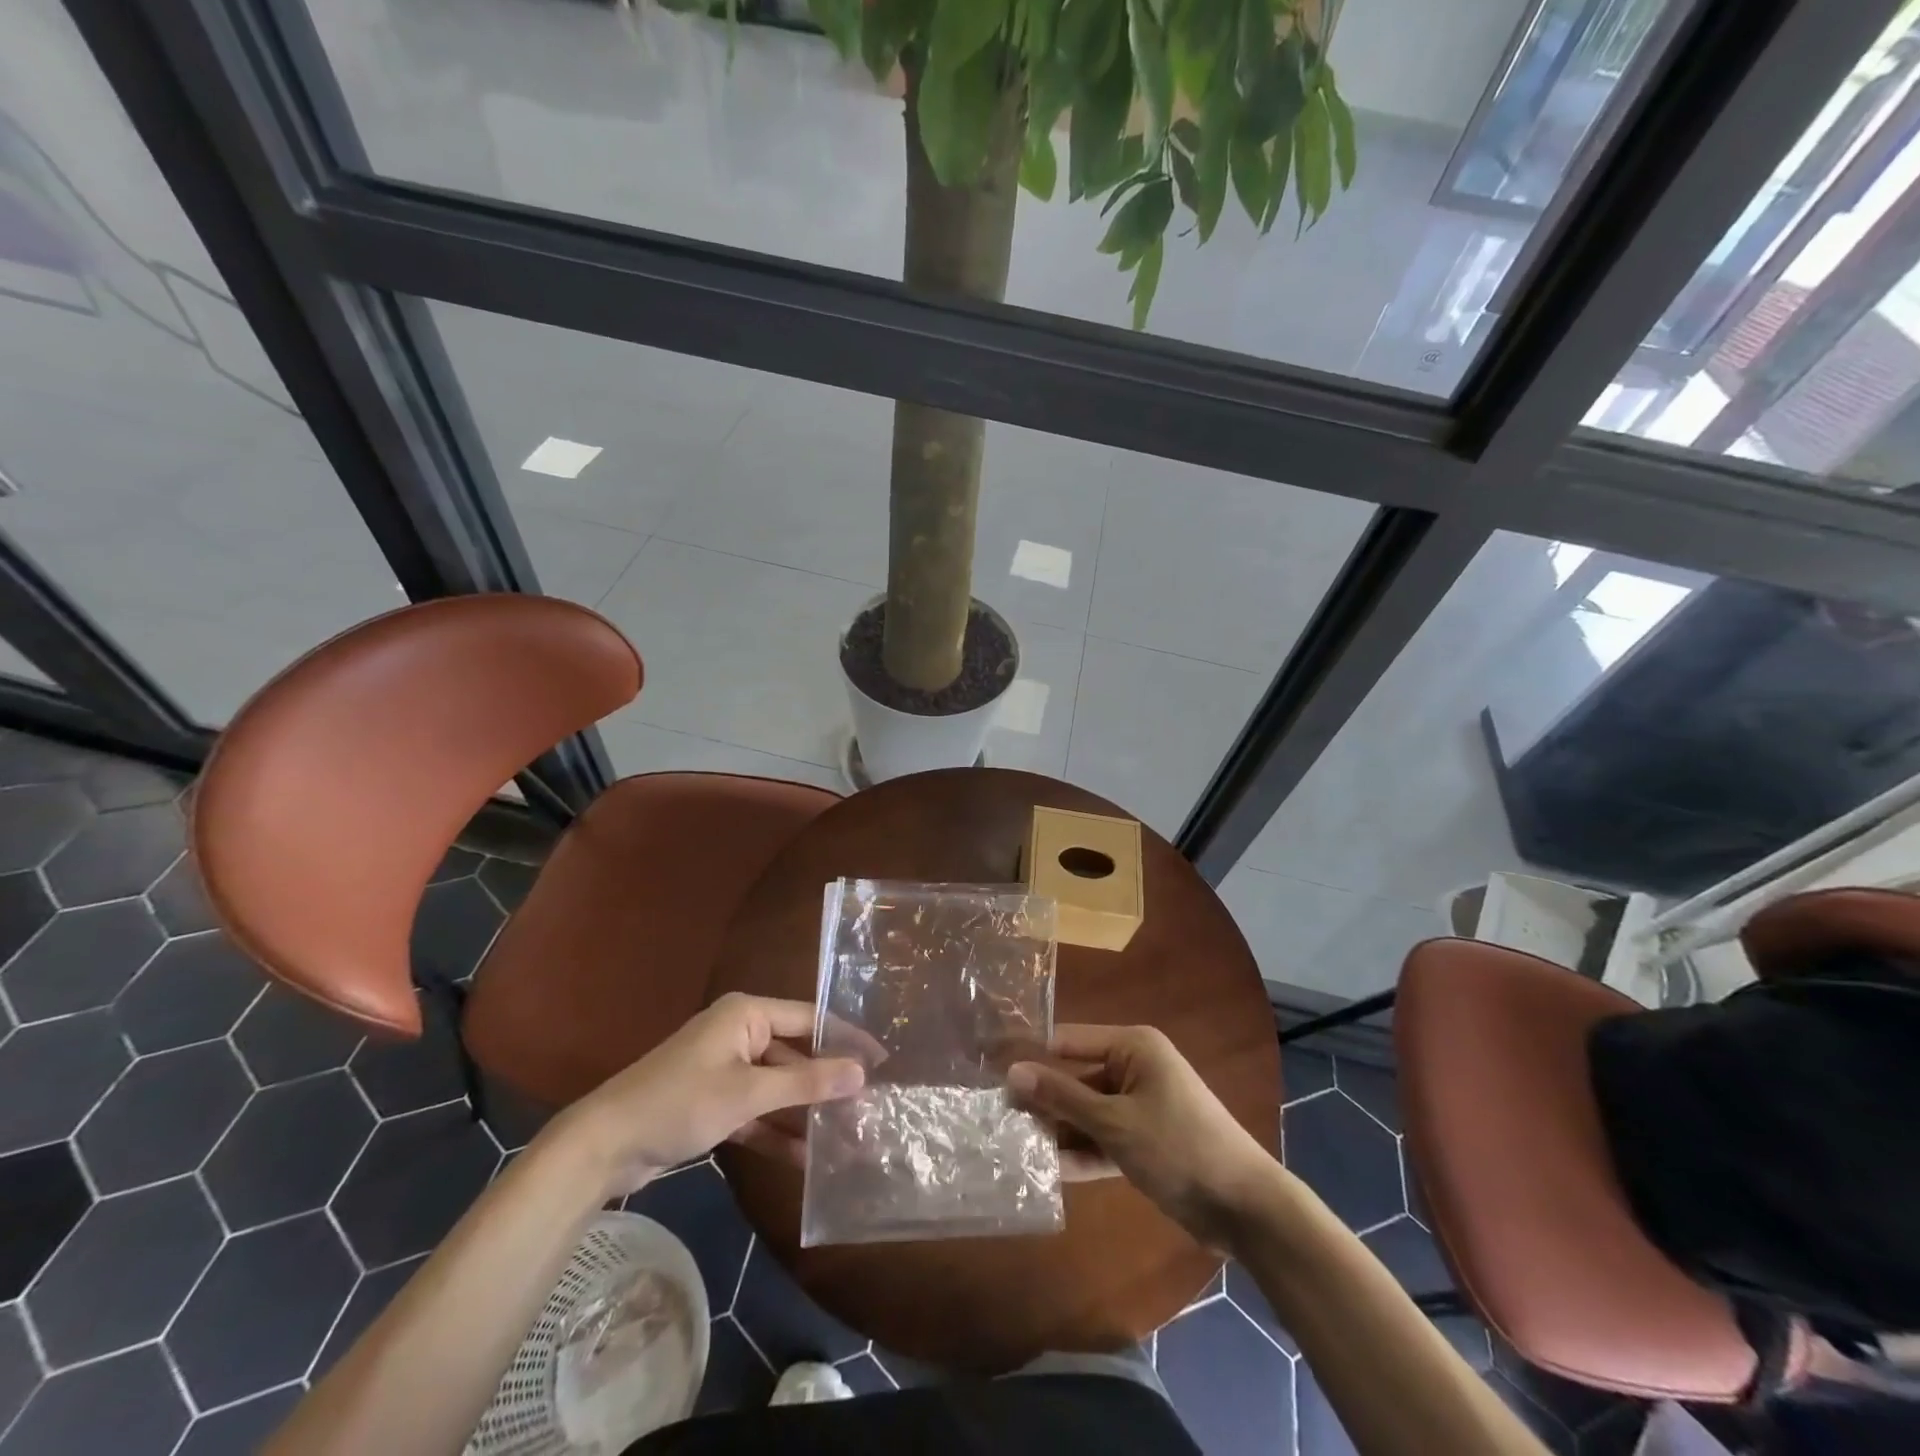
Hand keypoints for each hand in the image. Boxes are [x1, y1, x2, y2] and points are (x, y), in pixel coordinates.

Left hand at [556, 993, 864, 1199]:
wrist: (603, 1146)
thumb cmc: (679, 1102)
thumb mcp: (748, 1093)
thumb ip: (806, 1083)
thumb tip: (861, 1073)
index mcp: (746, 1014)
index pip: (810, 1018)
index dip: (846, 1038)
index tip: (882, 1060)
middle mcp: (739, 1034)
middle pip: (795, 1054)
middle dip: (826, 1083)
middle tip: (867, 1106)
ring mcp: (725, 1069)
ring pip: (777, 1086)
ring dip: (804, 1111)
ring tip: (845, 1136)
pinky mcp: (713, 1102)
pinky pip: (756, 1110)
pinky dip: (776, 1130)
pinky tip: (806, 1156)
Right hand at [1008, 1024, 1273, 1249]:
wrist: (1246, 1208)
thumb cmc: (1179, 1147)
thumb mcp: (1115, 1122)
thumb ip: (1063, 1097)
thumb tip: (1013, 1072)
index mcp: (1133, 1047)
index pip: (1069, 1040)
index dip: (1031, 1054)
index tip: (990, 1068)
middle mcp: (1135, 1068)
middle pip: (1076, 1078)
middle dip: (1043, 1101)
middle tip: (997, 1118)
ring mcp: (1140, 1106)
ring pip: (1088, 1112)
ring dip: (1059, 1130)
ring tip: (1014, 1146)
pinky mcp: (1145, 1141)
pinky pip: (1104, 1138)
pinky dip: (1082, 1152)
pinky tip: (1047, 1170)